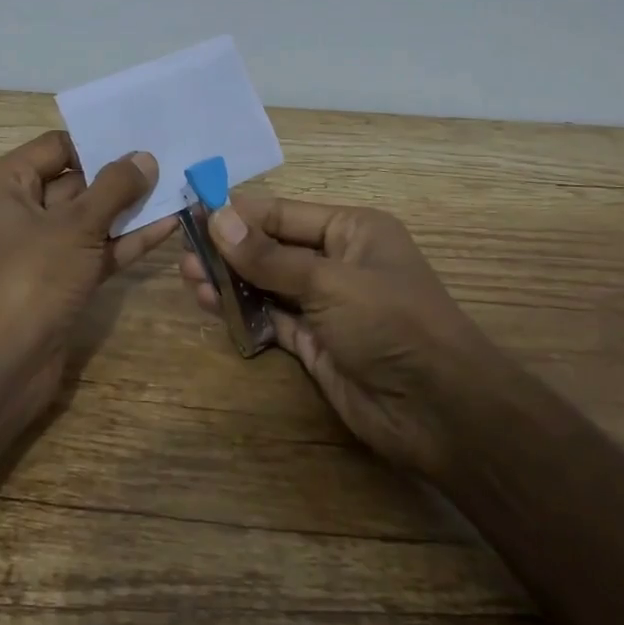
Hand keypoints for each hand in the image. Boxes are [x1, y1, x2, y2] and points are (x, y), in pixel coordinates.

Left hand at [0, 131, 177, 426]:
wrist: (1, 368)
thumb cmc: (30, 278)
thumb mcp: (76, 226)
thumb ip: (114, 188)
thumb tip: (144, 157)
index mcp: (4, 184)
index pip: (56, 147)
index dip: (97, 144)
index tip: (142, 140)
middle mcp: (16, 211)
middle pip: (74, 182)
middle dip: (119, 177)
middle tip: (169, 162)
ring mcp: (37, 249)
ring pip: (87, 219)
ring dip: (128, 210)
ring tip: (177, 190)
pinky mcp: (56, 281)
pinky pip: (92, 250)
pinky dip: (123, 241)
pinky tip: (167, 227)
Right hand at [179, 195, 488, 475]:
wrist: (440, 412)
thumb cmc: (391, 324)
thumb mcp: (329, 282)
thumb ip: (269, 255)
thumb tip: (217, 218)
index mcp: (351, 230)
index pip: (283, 213)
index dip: (239, 213)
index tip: (193, 212)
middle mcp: (337, 261)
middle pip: (272, 247)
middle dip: (229, 249)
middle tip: (184, 251)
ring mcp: (326, 304)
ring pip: (268, 284)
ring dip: (231, 280)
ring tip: (188, 277)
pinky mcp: (315, 342)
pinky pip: (271, 318)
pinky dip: (243, 312)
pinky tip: (211, 305)